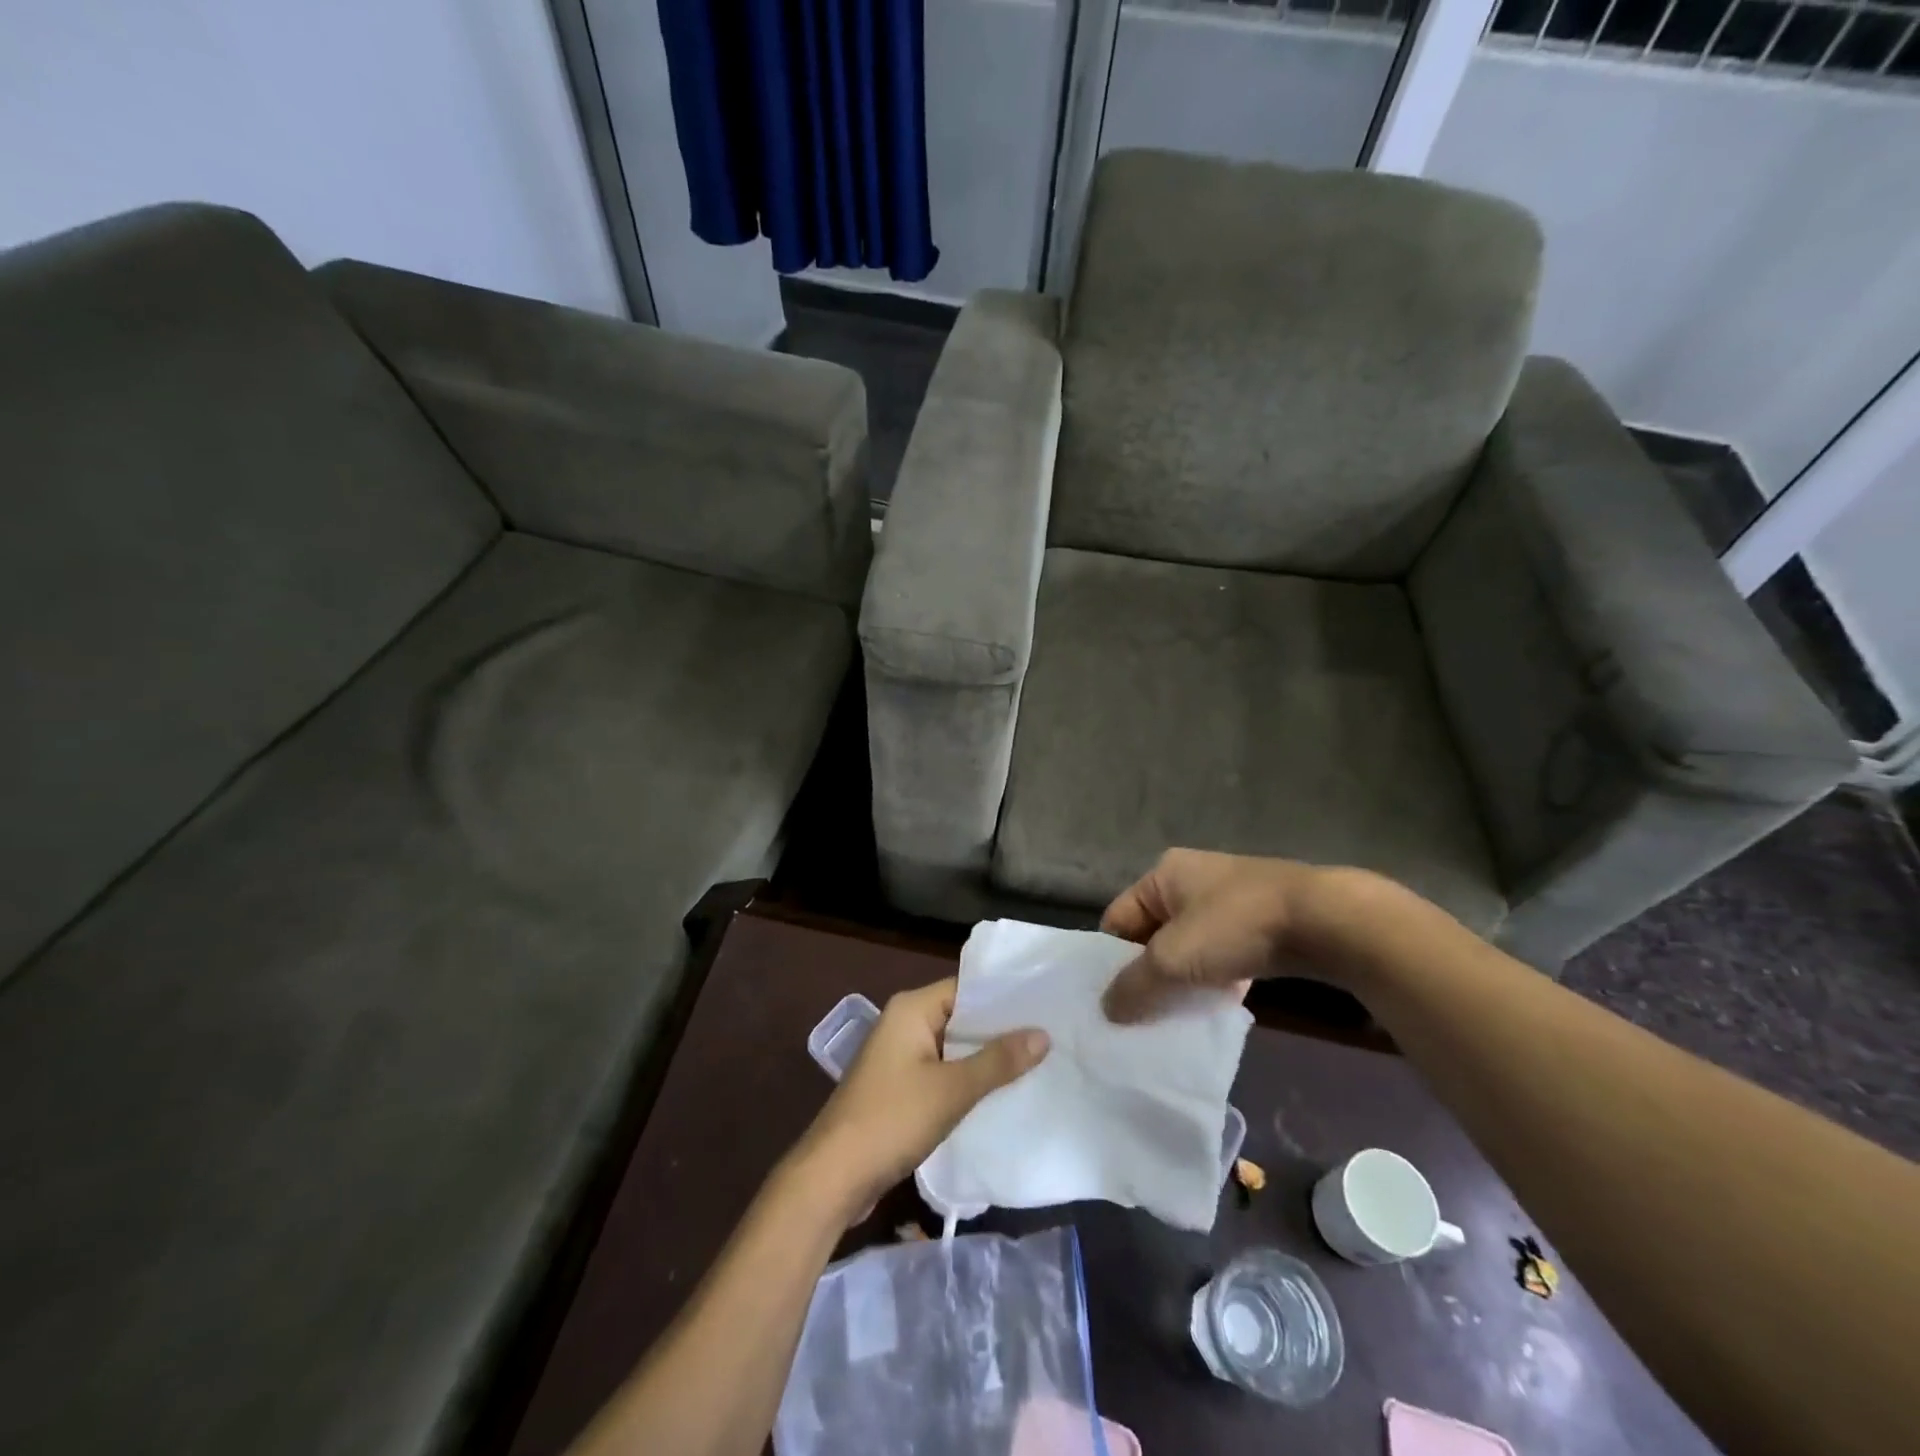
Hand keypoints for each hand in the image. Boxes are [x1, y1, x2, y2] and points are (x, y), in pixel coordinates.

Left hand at [788, 979, 1048, 1222]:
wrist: (833, 1177)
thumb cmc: (892, 1119)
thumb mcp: (952, 1090)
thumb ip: (998, 1061)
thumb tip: (1043, 1034)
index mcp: (911, 1009)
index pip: (966, 988)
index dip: (1004, 997)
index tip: (1045, 1004)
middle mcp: (903, 1023)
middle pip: (960, 1017)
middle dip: (999, 1030)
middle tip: (1050, 1034)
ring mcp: (899, 1056)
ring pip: (952, 1047)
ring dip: (984, 1057)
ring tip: (1037, 1061)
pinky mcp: (898, 1087)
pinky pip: (941, 1071)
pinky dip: (966, 1079)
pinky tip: (1000, 1092)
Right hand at [1100, 849, 1386, 1022]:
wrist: (1324, 920)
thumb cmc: (1233, 927)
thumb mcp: (1172, 959)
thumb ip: (1135, 985)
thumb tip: (1106, 1010)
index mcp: (1163, 874)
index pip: (1118, 919)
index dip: (1111, 960)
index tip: (1113, 1002)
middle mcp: (1192, 879)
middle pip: (1153, 935)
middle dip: (1149, 974)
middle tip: (1141, 1016)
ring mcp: (1229, 899)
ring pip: (1190, 947)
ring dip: (1183, 980)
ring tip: (1178, 1017)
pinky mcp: (1260, 920)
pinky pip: (1222, 953)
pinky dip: (1216, 978)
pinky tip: (1218, 1006)